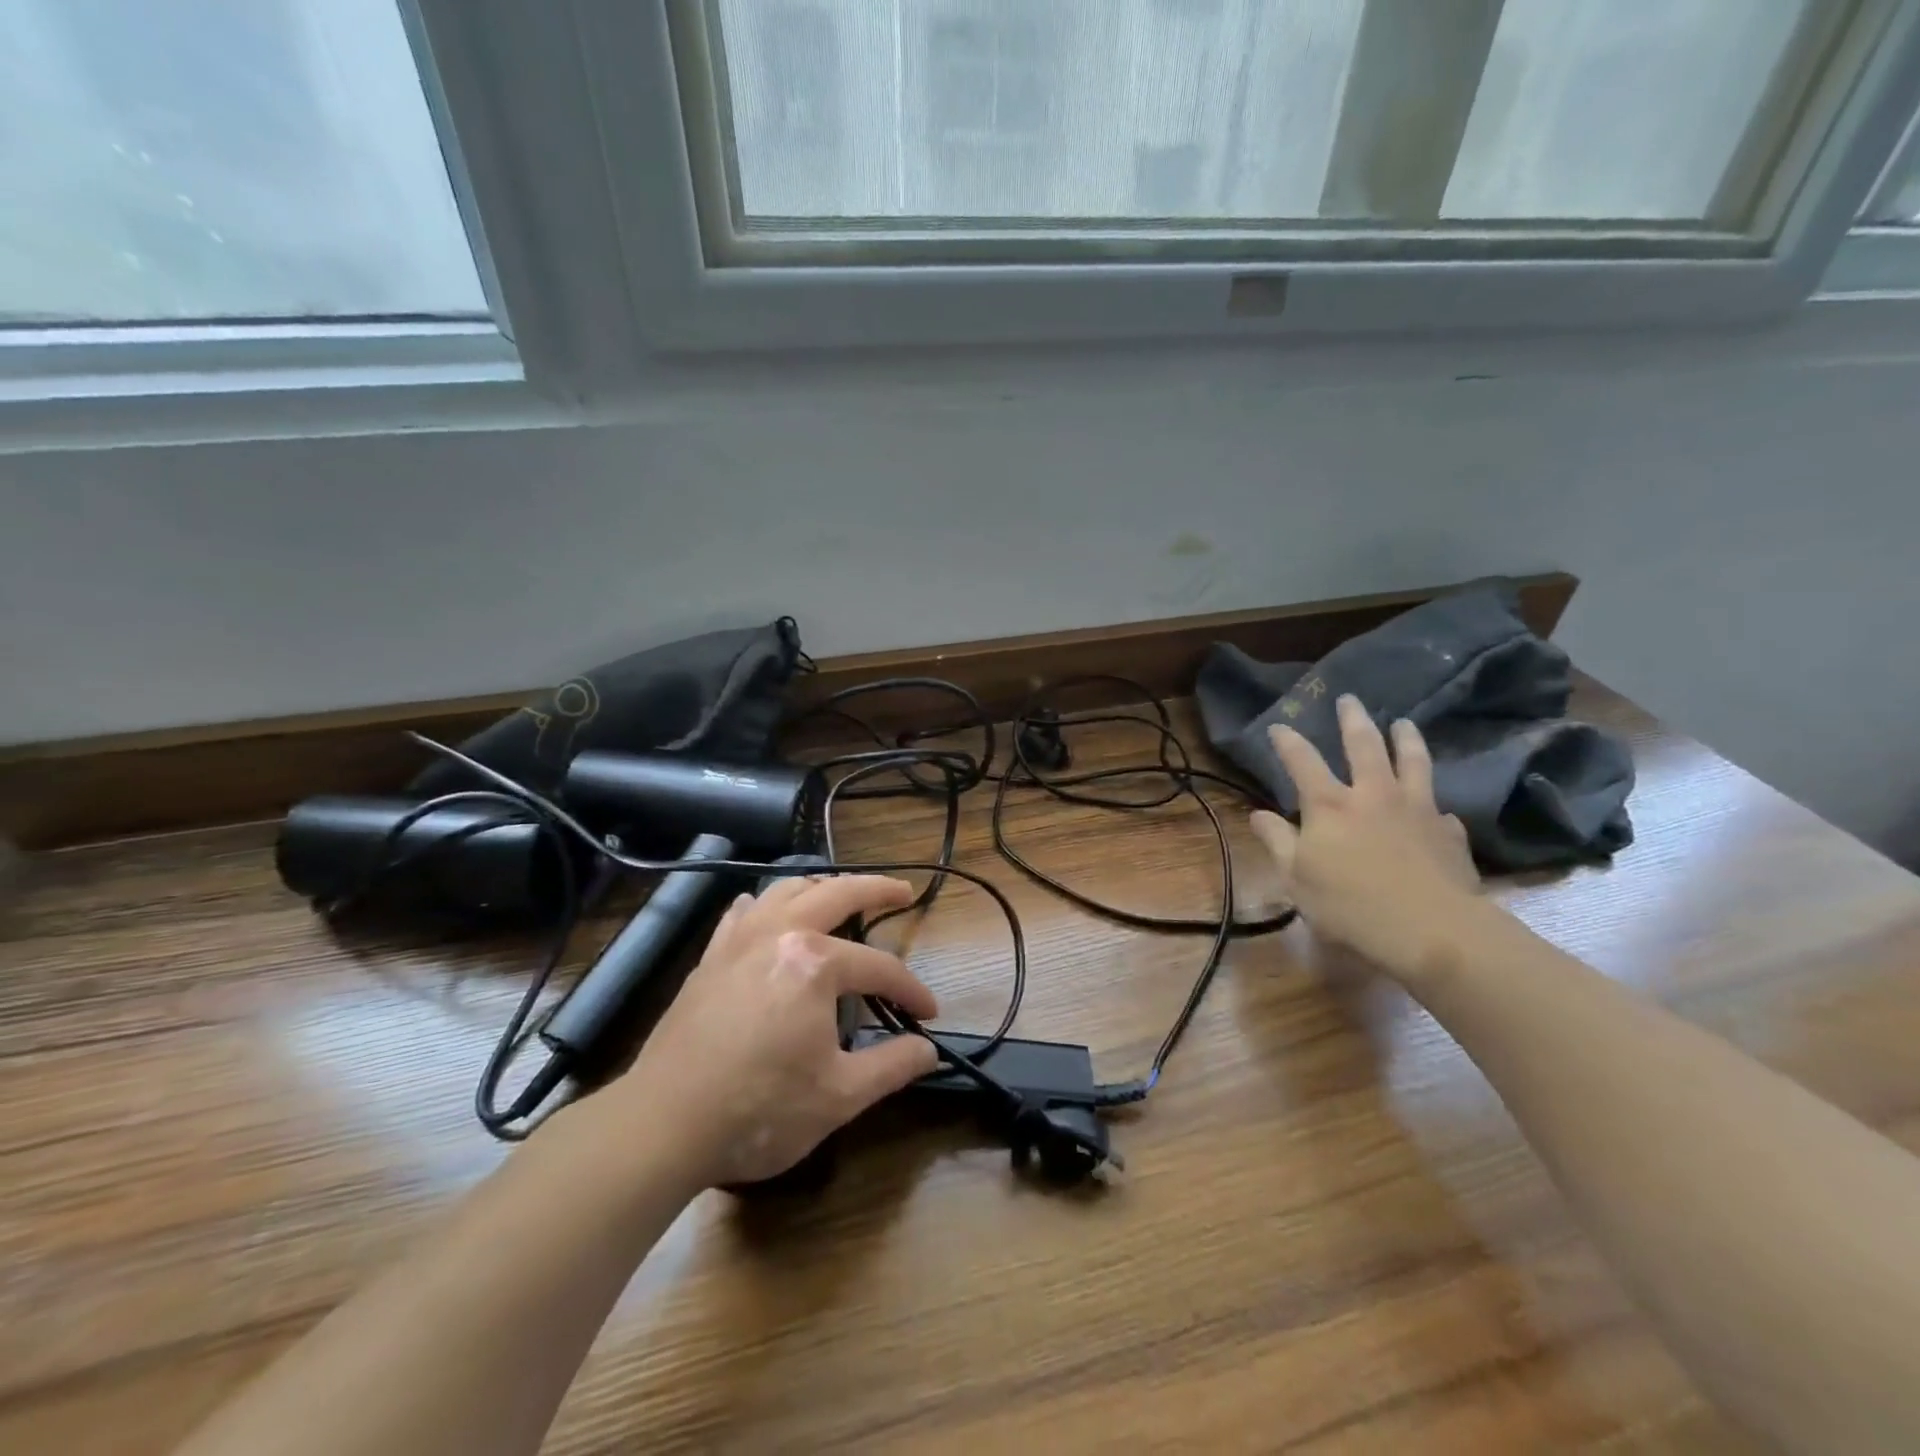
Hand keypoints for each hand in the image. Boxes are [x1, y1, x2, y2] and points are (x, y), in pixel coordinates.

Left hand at [613, 874, 939, 1188]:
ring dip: (820, 886)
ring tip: (840, 894)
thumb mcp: (839, 1096)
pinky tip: (766, 912)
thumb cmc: (759, 1110)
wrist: (663, 1124)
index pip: (879, 967)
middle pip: (837, 893)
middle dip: (876, 889)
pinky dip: (764, 904)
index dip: (910, 990)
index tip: (929, 1014)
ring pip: (786, 890)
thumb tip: (929, 1050)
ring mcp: (738, 941)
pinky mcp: (710, 959)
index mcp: (815, 963)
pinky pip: (742, 914)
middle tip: (902, 891)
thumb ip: (892, 1066)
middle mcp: (779, 934)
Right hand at [1250, 695, 1480, 982]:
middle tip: (1349, 699)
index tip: (1279, 726)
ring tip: (1403, 723)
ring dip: (1406, 738)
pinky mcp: (1449, 832)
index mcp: (1329, 805)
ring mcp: (1416, 809)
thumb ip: (1277, 841)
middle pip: (1363, 745)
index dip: (1287, 741)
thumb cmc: (1350, 905)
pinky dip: (1433, 802)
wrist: (1431, 929)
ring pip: (1412, 761)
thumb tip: (1259, 814)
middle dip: (1353, 719)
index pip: (1302, 761)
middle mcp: (1373, 794)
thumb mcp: (1296, 878)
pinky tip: (1436, 806)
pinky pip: (1440, 808)